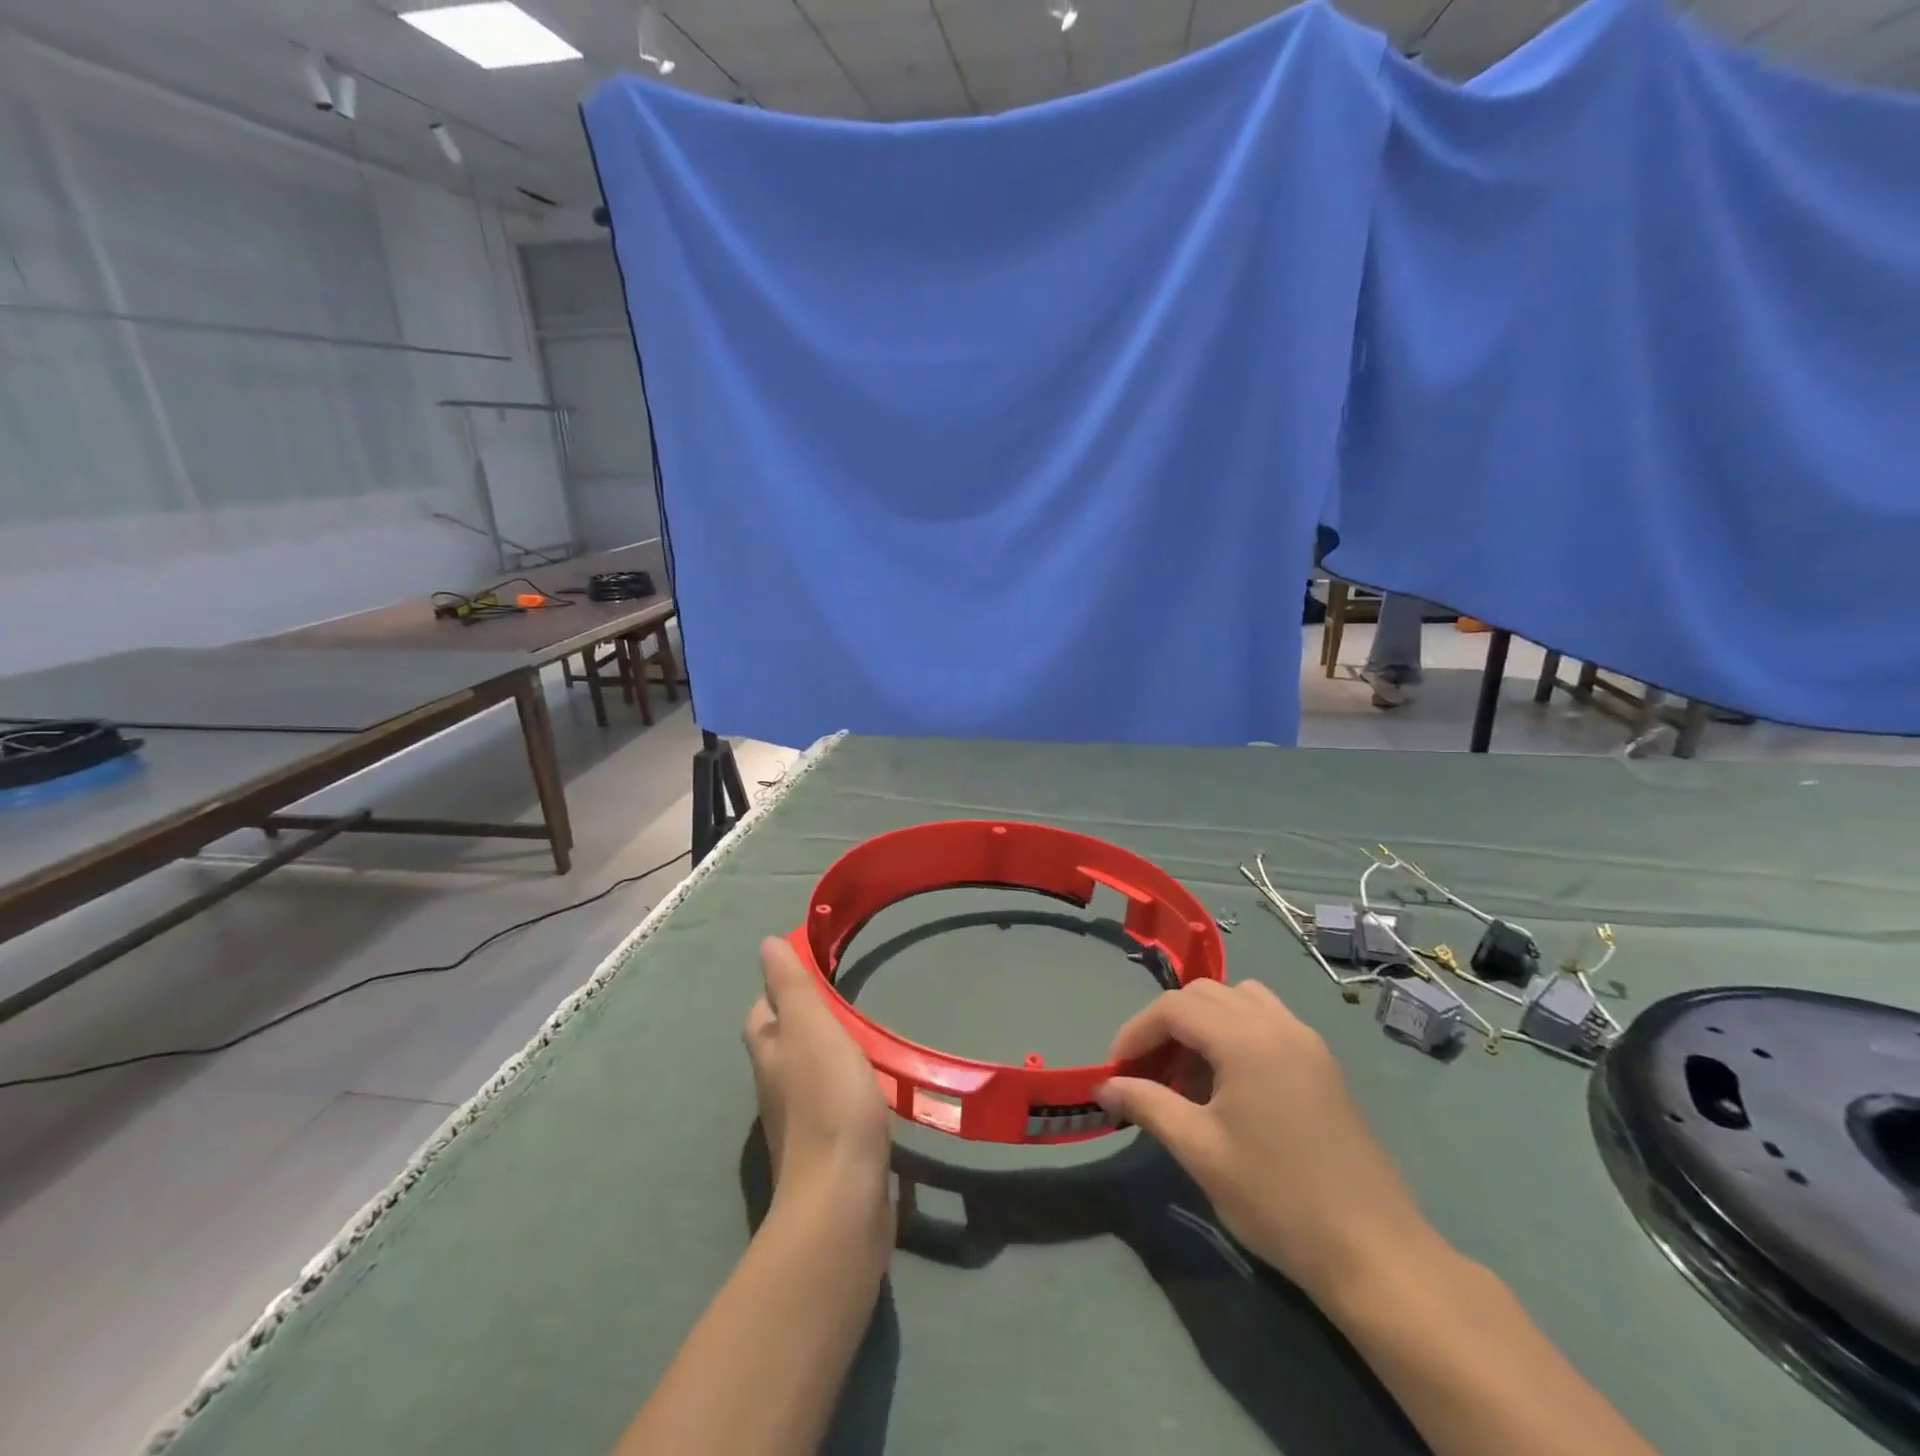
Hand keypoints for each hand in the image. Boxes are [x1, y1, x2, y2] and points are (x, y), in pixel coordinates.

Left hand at [743, 938, 893, 1220]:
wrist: (842, 1199)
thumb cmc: (827, 1101)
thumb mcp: (811, 1029)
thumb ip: (791, 986)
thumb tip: (765, 945)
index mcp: (769, 1055)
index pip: (761, 1013)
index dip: (777, 991)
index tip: (809, 975)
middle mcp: (775, 1088)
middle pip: (781, 1046)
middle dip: (802, 1024)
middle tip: (842, 1004)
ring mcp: (799, 1124)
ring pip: (805, 1077)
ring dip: (825, 1057)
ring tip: (862, 1040)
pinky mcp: (827, 1151)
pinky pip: (830, 1107)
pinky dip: (844, 1090)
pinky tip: (870, 1089)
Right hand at [1096, 979, 1428, 1298]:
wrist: (1374, 1252)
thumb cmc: (1277, 1198)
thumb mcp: (1199, 1151)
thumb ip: (1147, 1104)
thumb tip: (1104, 1086)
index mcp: (1246, 1038)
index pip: (1174, 1007)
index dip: (1136, 1032)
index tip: (1116, 1070)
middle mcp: (1277, 1023)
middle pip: (1204, 994)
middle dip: (1166, 1024)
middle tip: (1148, 1072)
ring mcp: (1306, 1041)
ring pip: (1239, 999)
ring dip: (1203, 1022)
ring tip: (1188, 1073)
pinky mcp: (1323, 1064)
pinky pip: (1267, 1020)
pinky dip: (1236, 1031)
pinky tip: (1231, 1082)